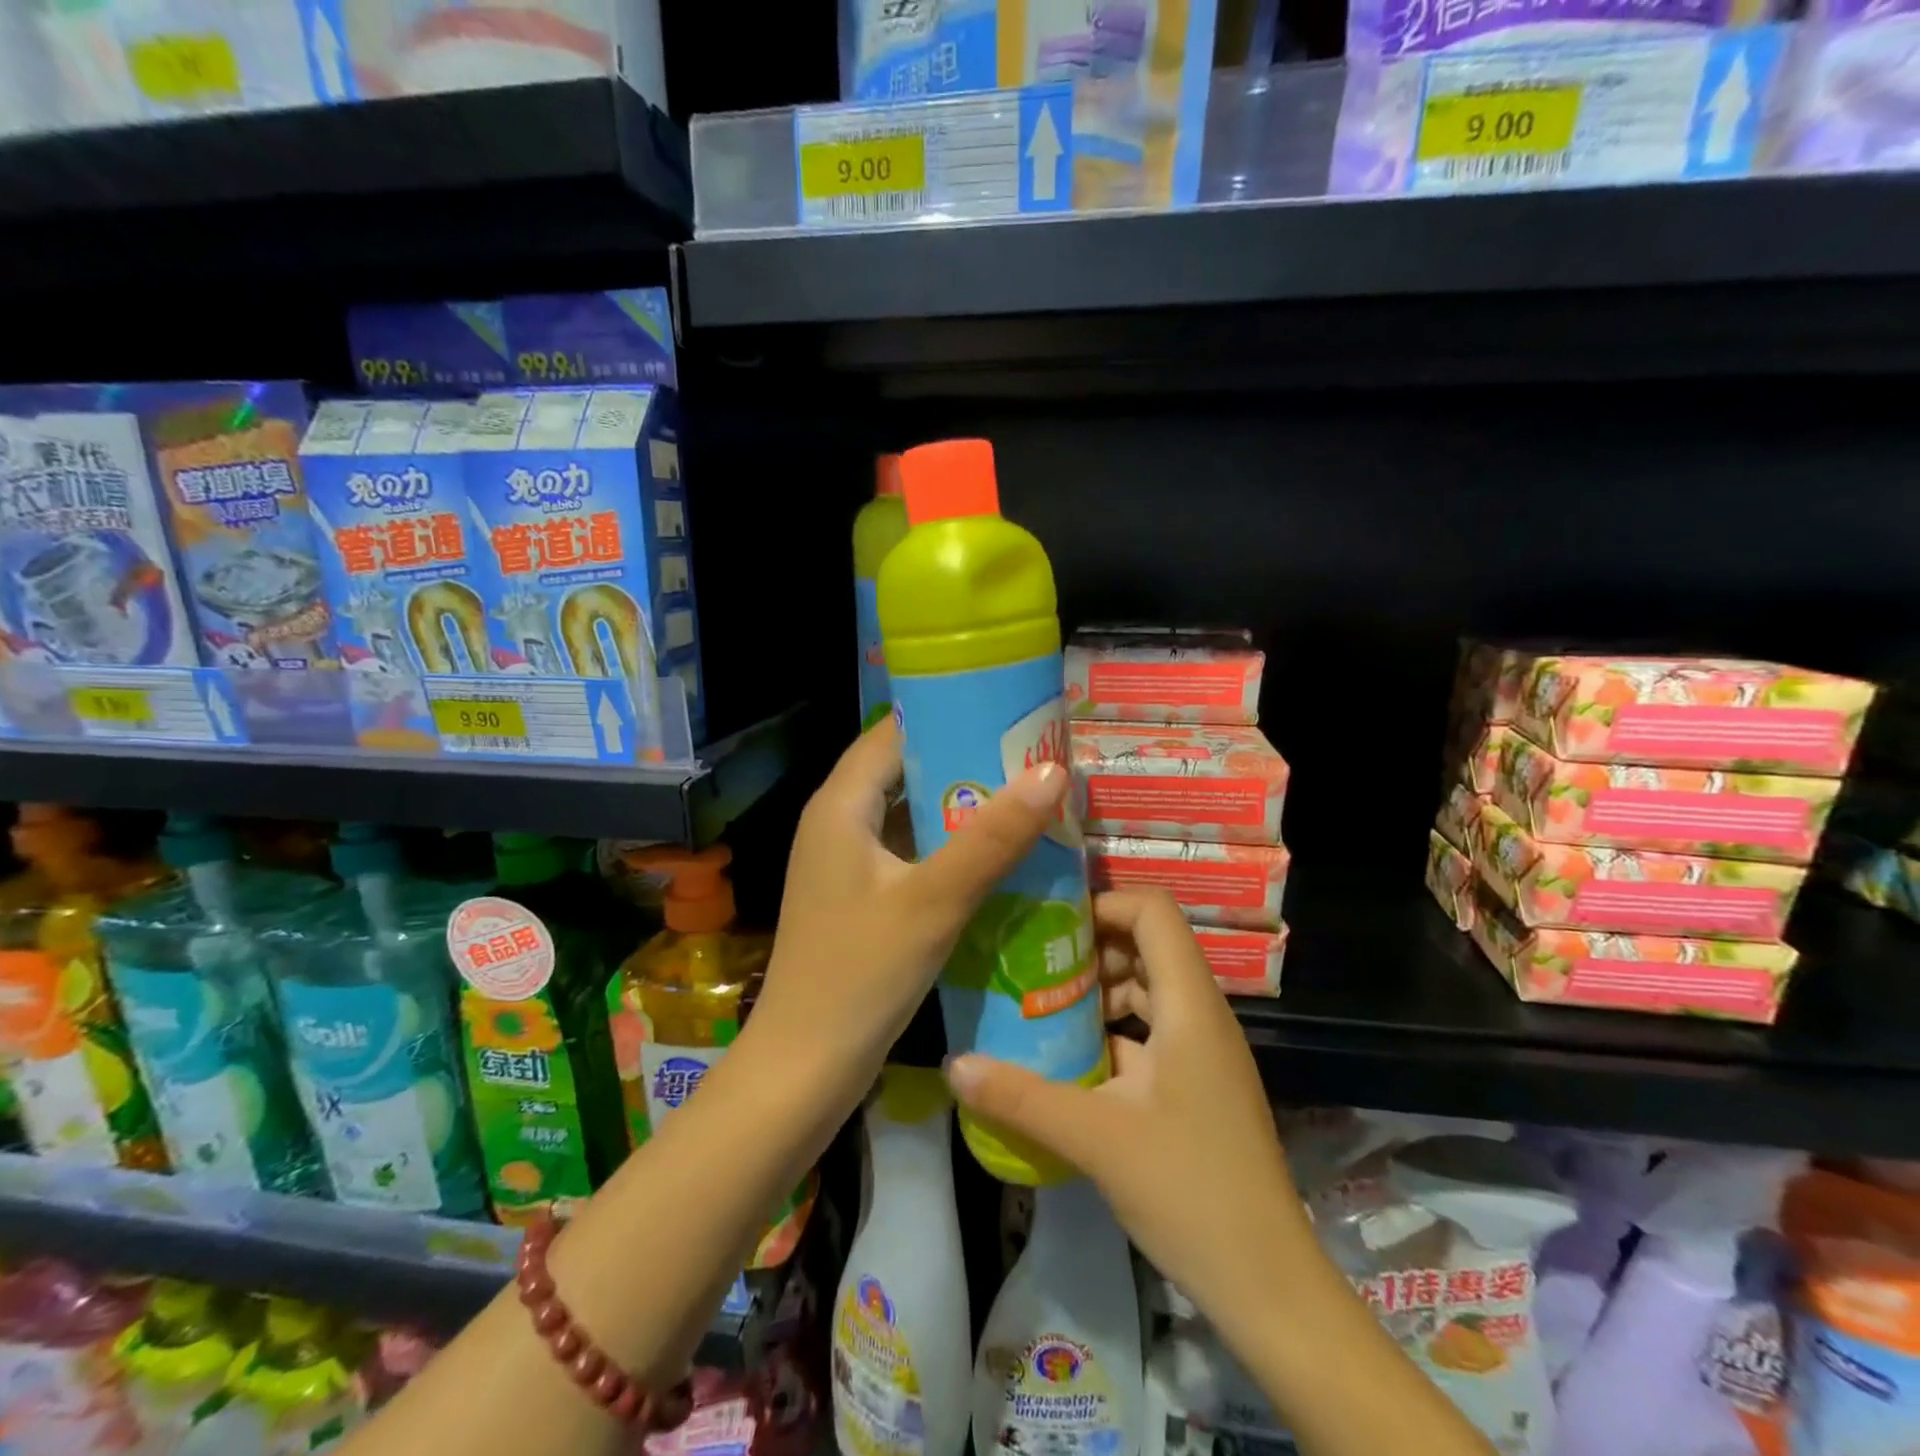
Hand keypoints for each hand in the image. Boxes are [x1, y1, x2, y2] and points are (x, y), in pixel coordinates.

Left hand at [749, 716, 1069, 1088]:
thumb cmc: (860, 976)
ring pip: (911, 813)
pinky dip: (949, 845)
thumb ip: (993, 837)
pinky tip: (997, 854)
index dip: (948, 712)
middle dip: (967, 759)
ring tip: (1027, 796)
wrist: (804, 1067)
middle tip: (1033, 756)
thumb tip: (1052, 771)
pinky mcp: (861, 894)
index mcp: (841, 805)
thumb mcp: (933, 901)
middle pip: (906, 769)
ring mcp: (848, 861)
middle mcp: (839, 821)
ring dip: (962, 805)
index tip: (1009, 710)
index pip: (896, 731)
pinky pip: (910, 851)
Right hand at [945, 889, 1314, 1337]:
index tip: (1050, 923)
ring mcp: (1202, 1050)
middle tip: (1034, 963)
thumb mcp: (1096, 1139)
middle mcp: (1201, 1014)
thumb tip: (955, 1065)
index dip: (1104, 902)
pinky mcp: (1196, 1082)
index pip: (1154, 912)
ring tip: (1041, 1005)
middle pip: (1148, 944)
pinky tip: (1069, 1057)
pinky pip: (1150, 1030)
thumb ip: (1021, 1097)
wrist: (1267, 1284)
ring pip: (1147, 989)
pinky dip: (1111, 1030)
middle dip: (1090, 946)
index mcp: (1190, 1005)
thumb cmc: (1190, 1192)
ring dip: (1098, 990)